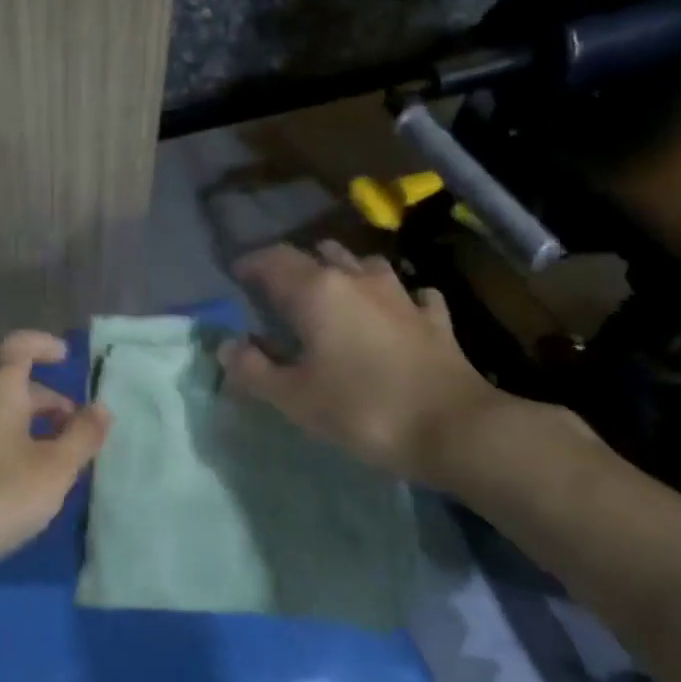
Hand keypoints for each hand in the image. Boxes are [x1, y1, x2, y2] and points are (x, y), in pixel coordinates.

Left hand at [0, 330, 110, 589]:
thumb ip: (81, 436)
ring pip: (5, 418)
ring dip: (37, 430)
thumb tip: (100, 407)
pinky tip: (32, 486)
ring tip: (65, 462)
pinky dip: (18, 450)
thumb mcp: (54, 468)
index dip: (43, 345)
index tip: (66, 357)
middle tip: (80, 431)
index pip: (19, 347)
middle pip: (16, 387)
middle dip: (51, 402)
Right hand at [220, 242, 511, 488]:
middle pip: (320, 253)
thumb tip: (226, 346)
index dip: (251, 264)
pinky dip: (397, 298)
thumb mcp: (293, 397)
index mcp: (316, 291)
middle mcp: (356, 280)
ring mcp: (401, 296)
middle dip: (295, 265)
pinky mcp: (433, 319)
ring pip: (365, 264)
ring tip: (334, 290)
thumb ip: (253, 369)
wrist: (454, 428)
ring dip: (345, 271)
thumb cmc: (361, 408)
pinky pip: (412, 295)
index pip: (274, 260)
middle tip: (279, 289)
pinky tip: (397, 312)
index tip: (236, 275)